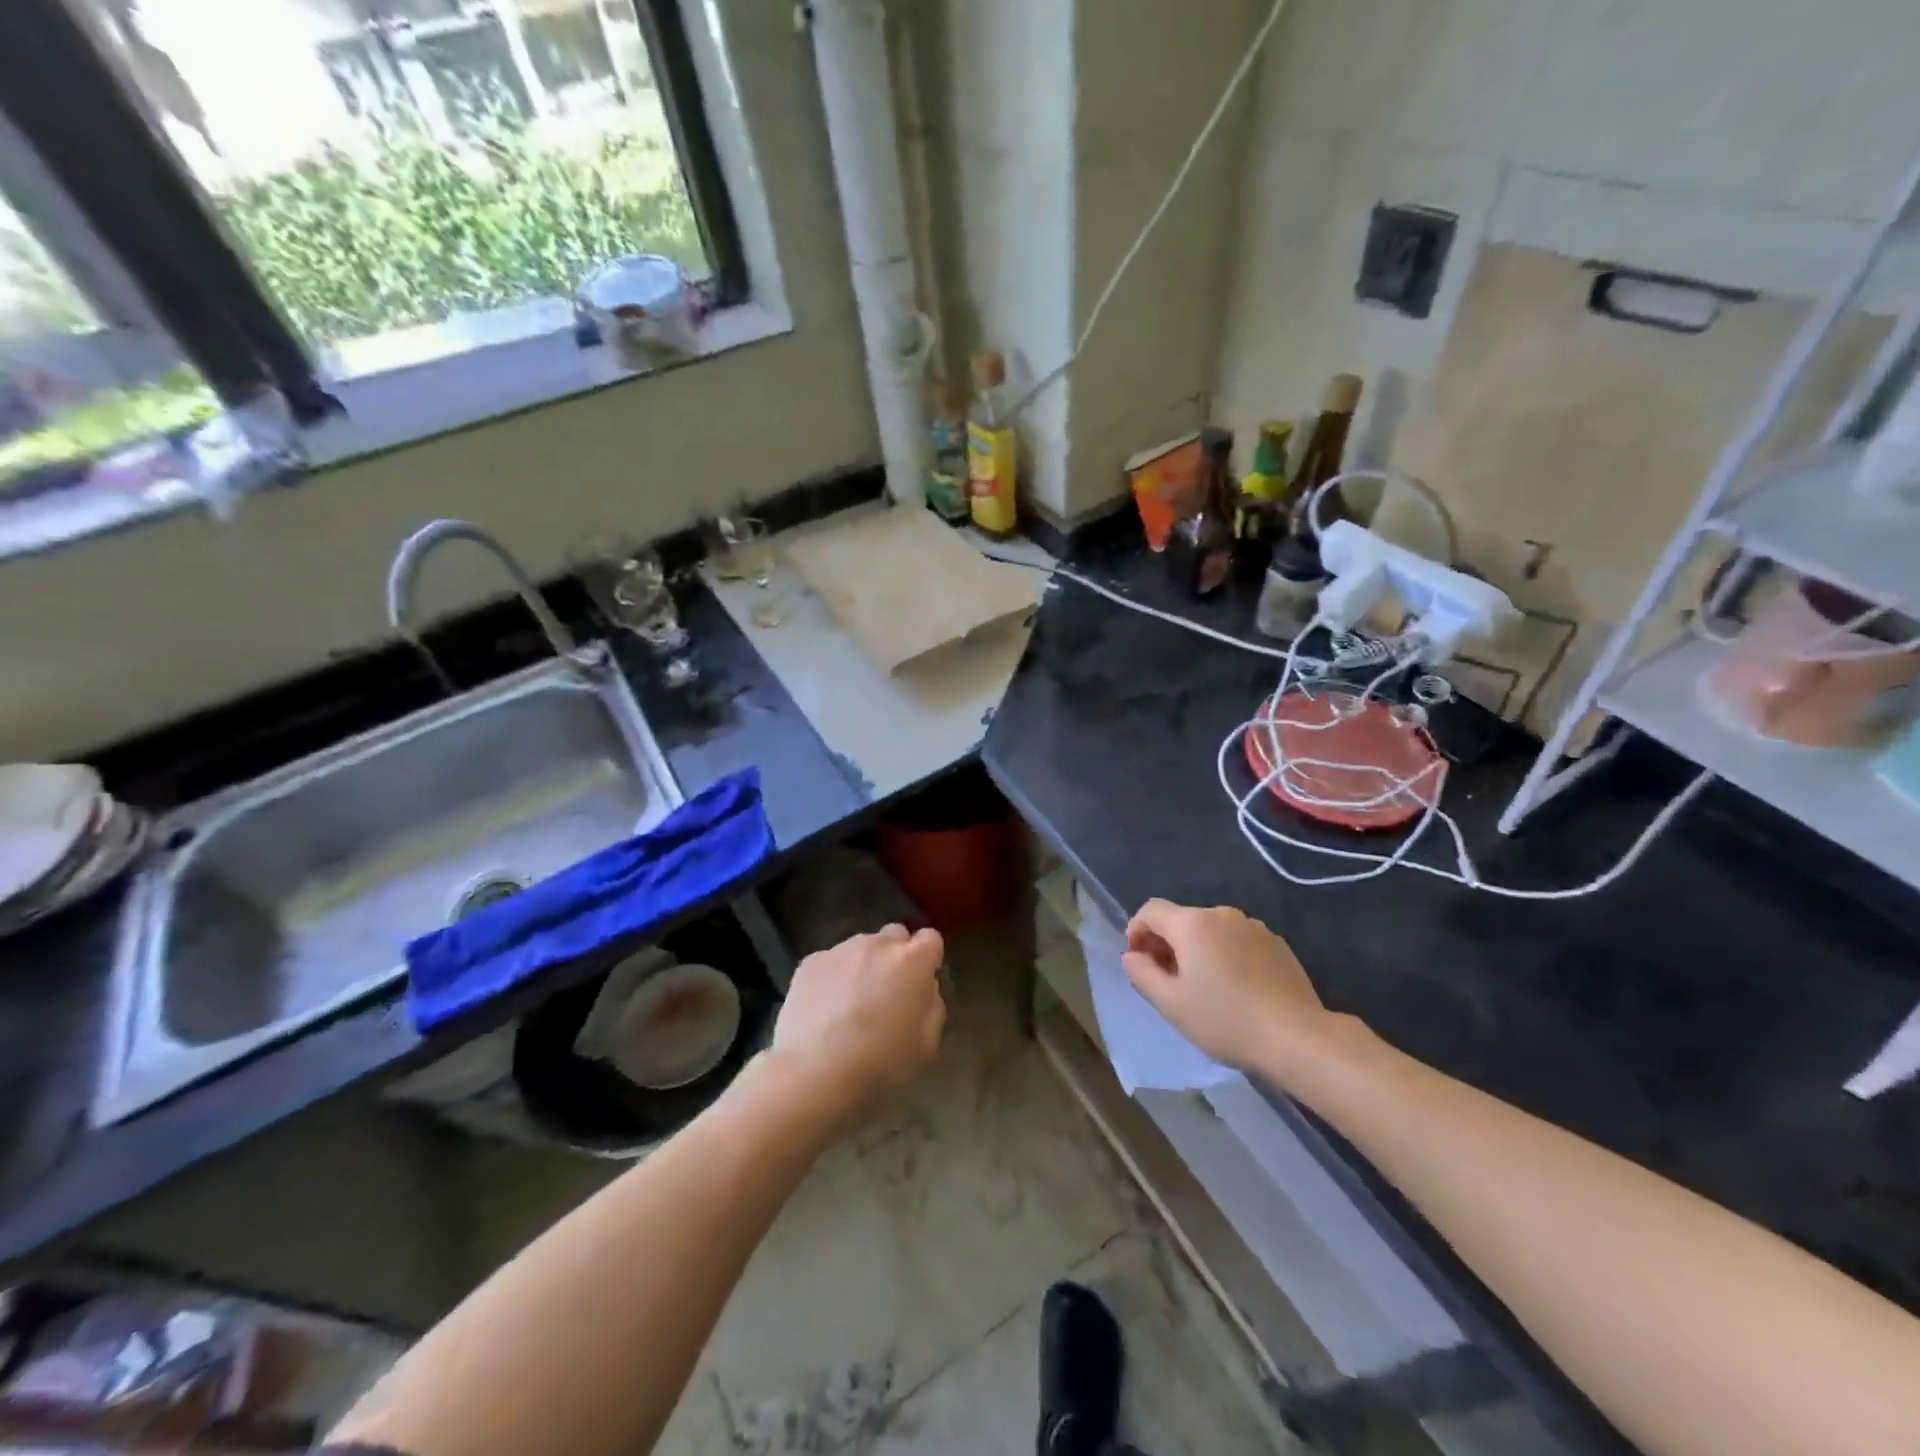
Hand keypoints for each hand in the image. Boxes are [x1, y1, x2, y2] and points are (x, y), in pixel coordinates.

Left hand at [771, 924, 945, 1115]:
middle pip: (895, 936)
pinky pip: (831, 961)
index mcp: (913, 961)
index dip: (927, 959)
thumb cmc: (880, 1062)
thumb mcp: (926, 1044)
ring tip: (850, 1003)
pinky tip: (825, 1008)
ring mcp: (841, 949)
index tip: (919, 983)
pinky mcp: (810, 961)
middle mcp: (878, 944)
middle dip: (896, 956)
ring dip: (863, 965)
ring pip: (861, 947)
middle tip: (887, 991)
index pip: (931, 939)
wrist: (815, 1071)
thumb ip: (932, 1006)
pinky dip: (833, 976)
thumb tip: (924, 989)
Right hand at [1122, 900, 1329, 1073]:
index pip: (1151, 910)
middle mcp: (1221, 914)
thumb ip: (1142, 973)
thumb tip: (1132, 956)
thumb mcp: (1171, 1003)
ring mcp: (1253, 926)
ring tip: (1204, 988)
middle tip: (1168, 981)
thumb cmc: (1225, 1020)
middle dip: (1167, 944)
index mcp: (1192, 923)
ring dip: (1198, 950)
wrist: (1297, 1036)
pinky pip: (1237, 941)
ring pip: (1211, 931)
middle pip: (1182, 920)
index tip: (1139, 962)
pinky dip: (1226, 956)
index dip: (1136, 931)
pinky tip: (1235, 989)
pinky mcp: (1276, 943)